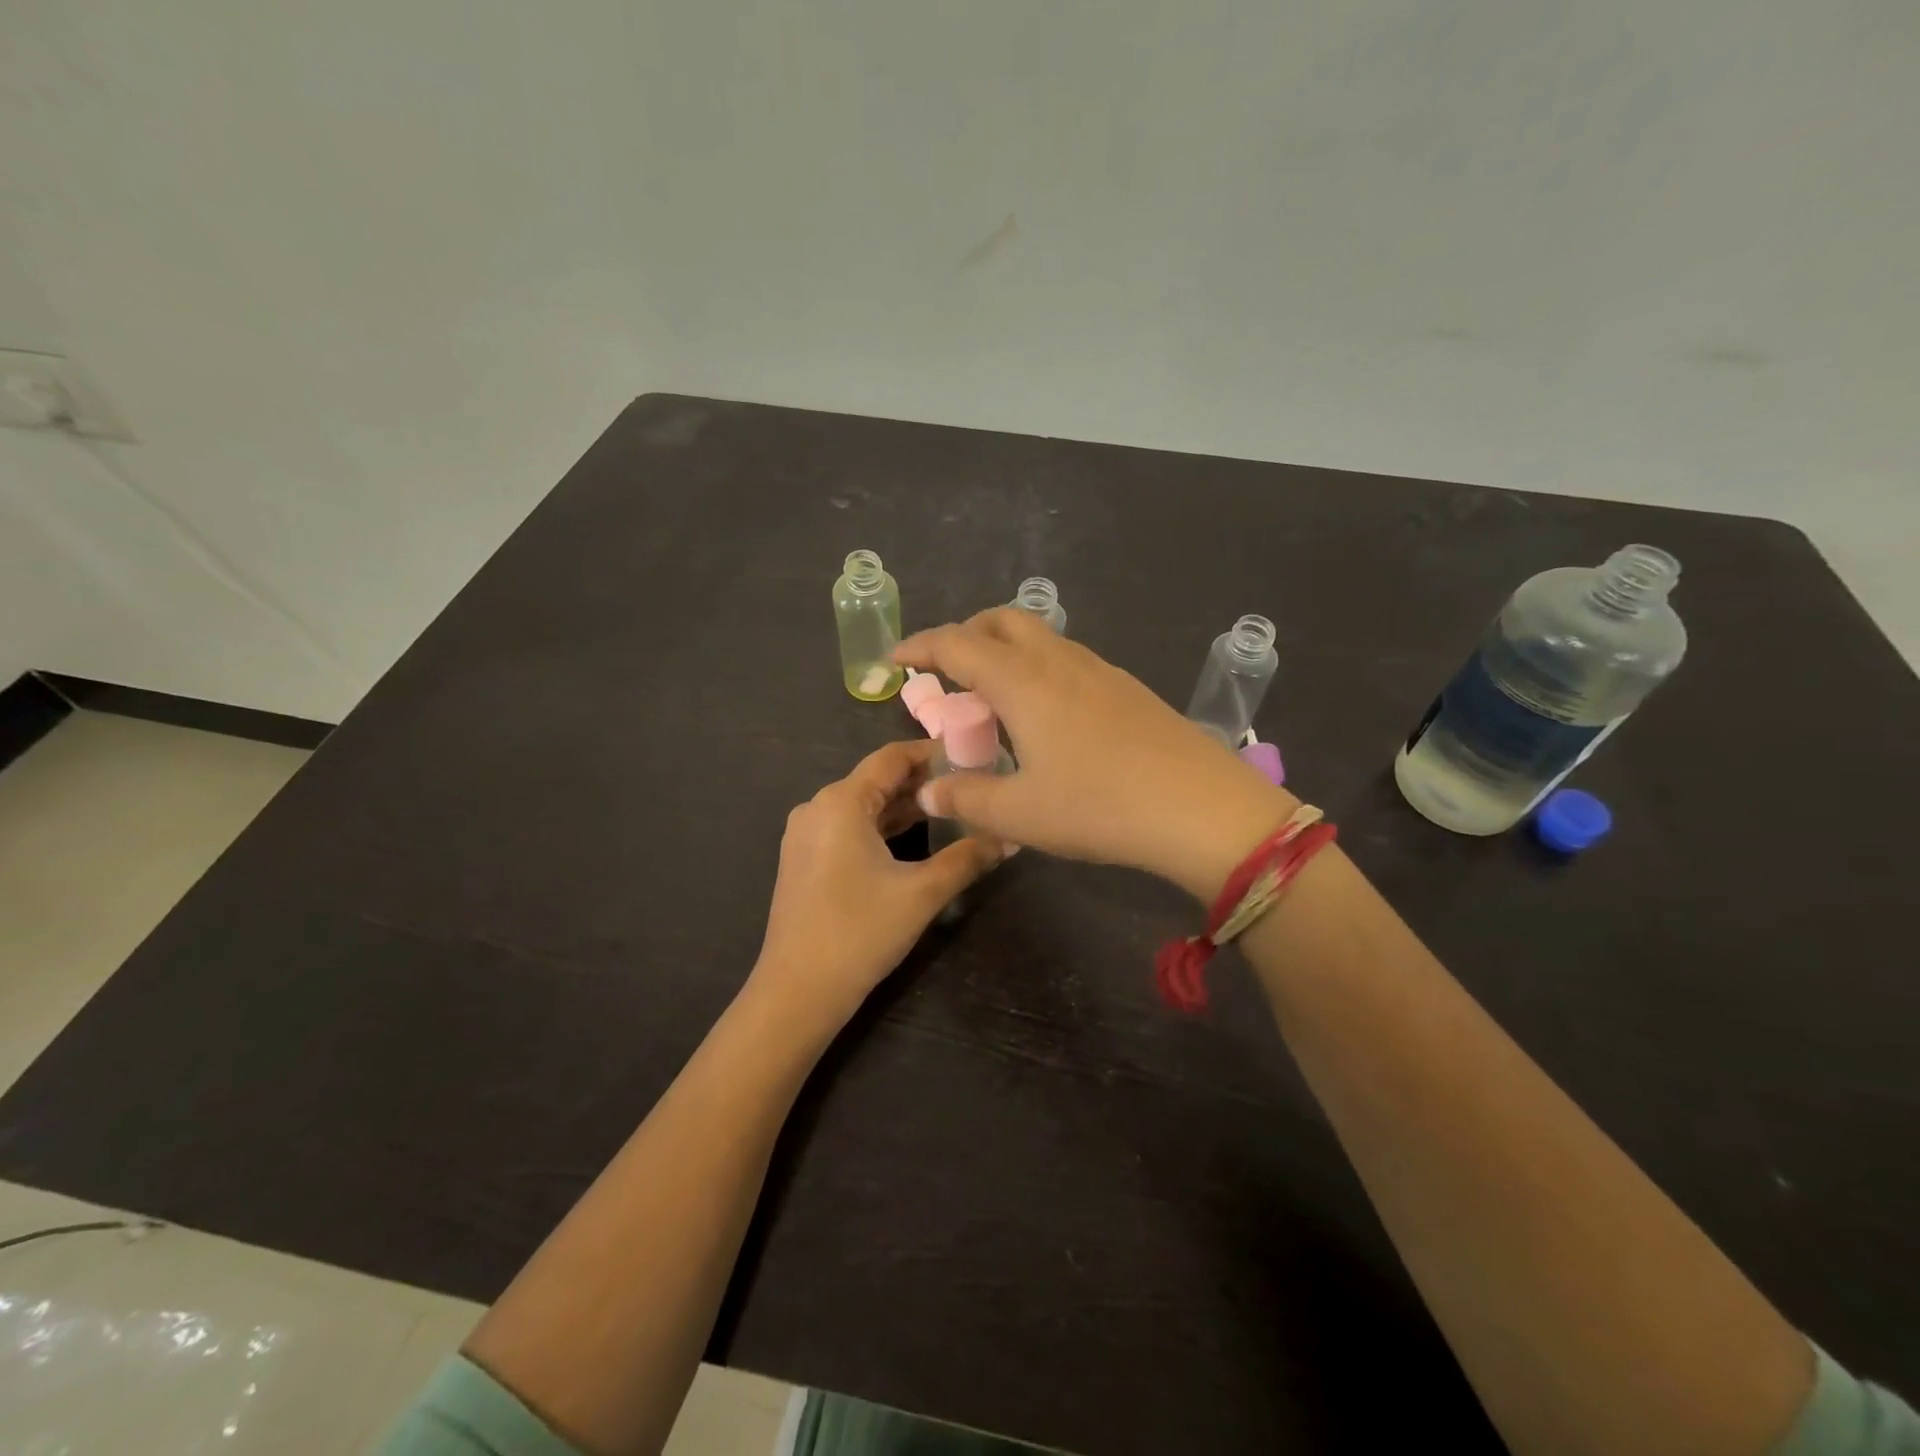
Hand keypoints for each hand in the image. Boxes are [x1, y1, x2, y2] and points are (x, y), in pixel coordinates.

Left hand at [749, 740, 999, 1037]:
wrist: (798, 992)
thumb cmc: (860, 933)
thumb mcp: (922, 893)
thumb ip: (969, 858)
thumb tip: (1011, 836)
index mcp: (840, 802)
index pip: (892, 757)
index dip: (933, 752)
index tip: (973, 755)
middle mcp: (817, 807)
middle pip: (877, 779)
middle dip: (923, 780)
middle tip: (971, 783)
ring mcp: (806, 834)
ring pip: (864, 805)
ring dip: (904, 805)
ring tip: (952, 807)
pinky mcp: (805, 859)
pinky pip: (849, 827)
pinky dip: (882, 827)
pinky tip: (916, 837)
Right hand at [895, 609, 1297, 899]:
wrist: (1200, 807)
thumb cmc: (1099, 806)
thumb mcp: (1019, 814)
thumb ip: (966, 798)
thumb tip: (928, 790)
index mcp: (1022, 682)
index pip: (958, 644)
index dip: (921, 646)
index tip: (897, 658)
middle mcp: (1058, 662)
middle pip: (1003, 620)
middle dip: (966, 634)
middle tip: (948, 670)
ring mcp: (1099, 670)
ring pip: (1040, 637)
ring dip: (1006, 651)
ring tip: (994, 697)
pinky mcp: (1127, 688)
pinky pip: (1068, 659)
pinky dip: (1039, 668)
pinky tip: (1047, 715)